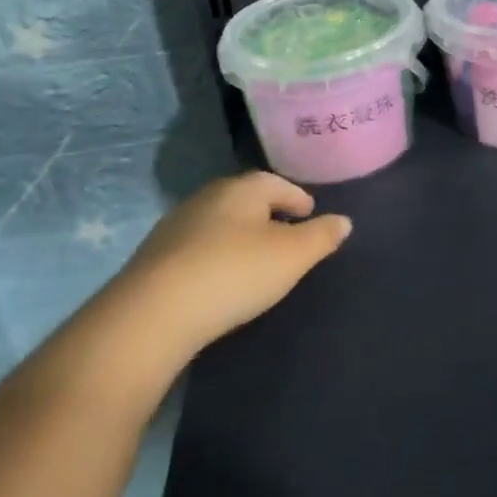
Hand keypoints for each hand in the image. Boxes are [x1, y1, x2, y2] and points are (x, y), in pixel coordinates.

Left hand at [123, 172, 351, 350]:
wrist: (153, 313)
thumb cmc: (235, 273)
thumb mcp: (293, 256)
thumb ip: (321, 236)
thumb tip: (344, 221)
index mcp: (244, 188)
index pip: (278, 184)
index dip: (298, 199)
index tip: (310, 215)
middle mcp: (209, 196)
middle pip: (247, 199)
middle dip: (268, 214)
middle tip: (287, 236)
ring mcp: (177, 224)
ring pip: (220, 222)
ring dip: (239, 235)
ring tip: (255, 259)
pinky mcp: (155, 256)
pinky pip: (197, 247)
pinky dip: (215, 255)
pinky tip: (220, 278)